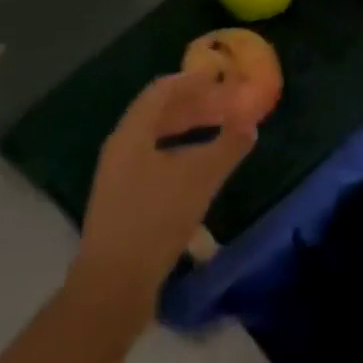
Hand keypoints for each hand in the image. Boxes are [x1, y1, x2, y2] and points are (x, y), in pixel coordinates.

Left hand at [73, 71, 258, 314]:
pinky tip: (200, 171)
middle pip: (158, 113)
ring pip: (157, 139)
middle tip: (226, 103)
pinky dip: (180, 154)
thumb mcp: (201, 177)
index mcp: (132, 134)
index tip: (220, 76)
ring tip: (218, 132)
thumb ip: (228, 145)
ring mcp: (119, 177)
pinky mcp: (123, 202)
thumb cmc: (156, 219)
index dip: (193, 80)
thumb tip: (250, 123)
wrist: (113, 286)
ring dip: (188, 130)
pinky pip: (154, 161)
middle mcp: (121, 149)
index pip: (162, 90)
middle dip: (194, 105)